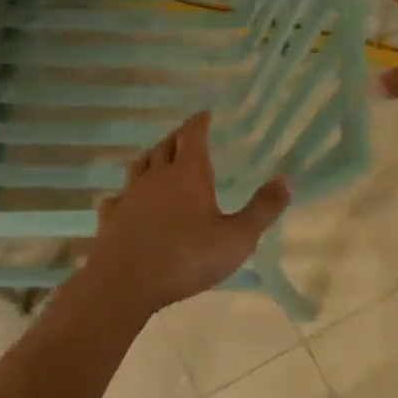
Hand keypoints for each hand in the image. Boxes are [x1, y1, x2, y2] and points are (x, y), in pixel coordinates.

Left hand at [78, 113, 290, 317]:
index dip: (199, 123)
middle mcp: (156, 176)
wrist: (125, 283)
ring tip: (159, 158)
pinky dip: (126, 193)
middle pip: (165, 145)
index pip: (192, 135)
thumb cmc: (187, 257)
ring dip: (152, 157)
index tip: (206, 115)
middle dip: (178, 137)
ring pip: (139, 165)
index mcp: (188, 173)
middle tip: (187, 135)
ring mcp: (129, 195)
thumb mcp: (237, 238)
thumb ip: (262, 209)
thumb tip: (286, 180)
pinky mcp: (111, 218)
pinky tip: (126, 201)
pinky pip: (118, 196)